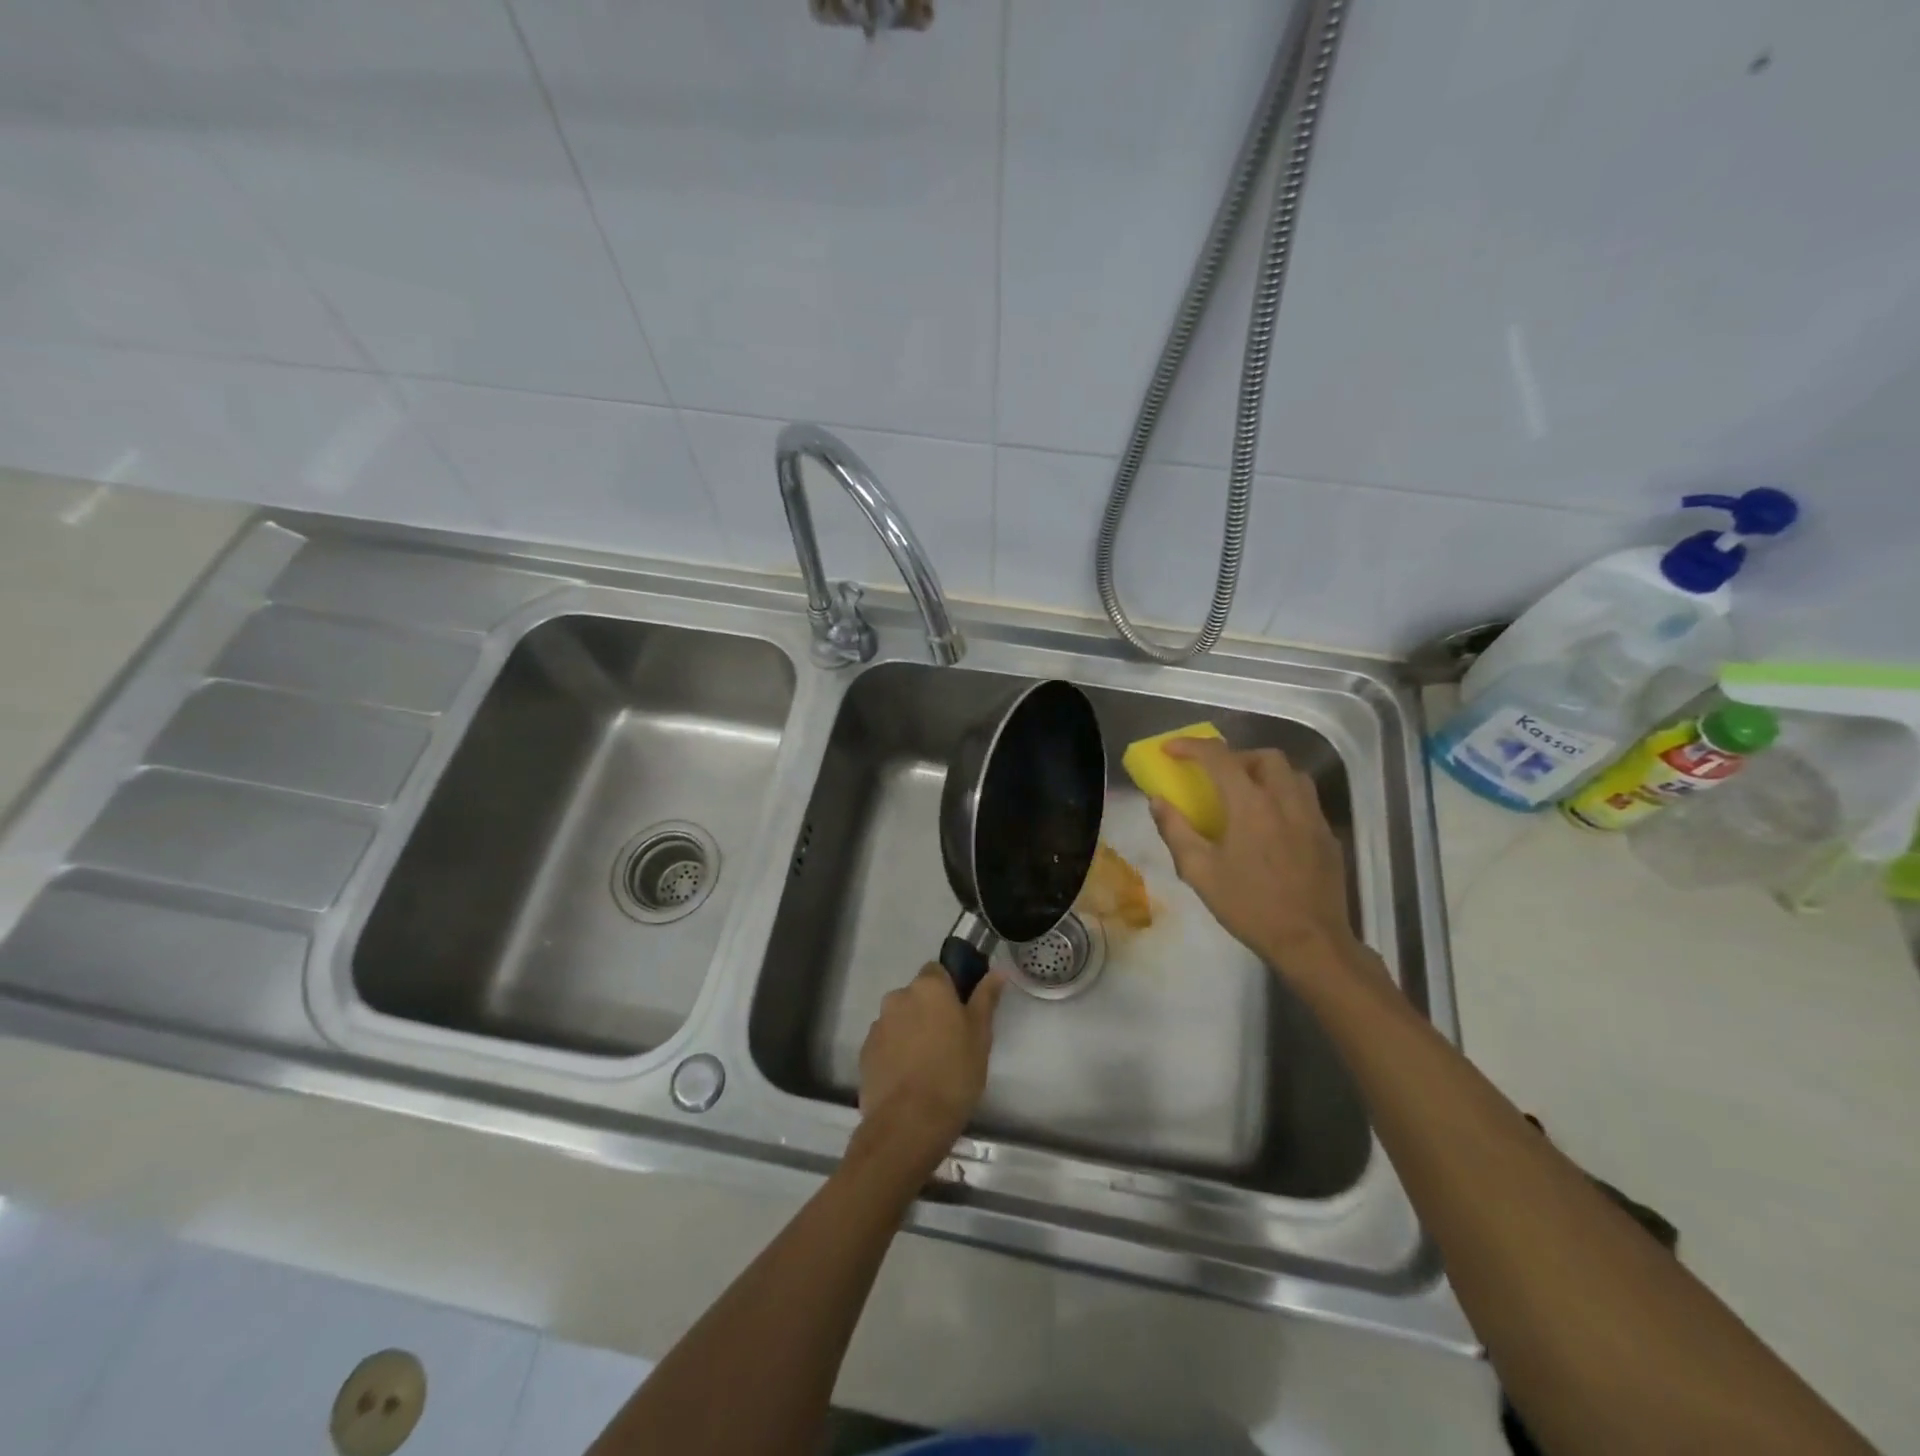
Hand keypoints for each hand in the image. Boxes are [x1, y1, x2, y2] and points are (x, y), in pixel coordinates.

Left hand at [857, 964, 1003, 1170]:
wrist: (909, 1123)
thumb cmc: (954, 1073)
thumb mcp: (980, 1035)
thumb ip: (985, 998)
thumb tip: (997, 971)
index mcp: (928, 987)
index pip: (938, 970)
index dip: (950, 988)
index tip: (962, 1011)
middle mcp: (898, 997)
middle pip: (917, 995)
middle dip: (929, 1011)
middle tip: (949, 1041)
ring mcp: (878, 1025)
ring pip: (900, 1019)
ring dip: (911, 1031)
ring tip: (928, 1064)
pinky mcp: (865, 1052)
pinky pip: (886, 1043)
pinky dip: (896, 1052)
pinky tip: (910, 1078)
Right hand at [1148, 738, 1359, 976]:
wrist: (1310, 941)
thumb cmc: (1248, 906)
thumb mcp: (1199, 871)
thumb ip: (1175, 830)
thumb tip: (1158, 801)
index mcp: (1251, 805)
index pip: (1219, 757)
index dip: (1191, 747)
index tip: (1170, 750)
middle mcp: (1286, 800)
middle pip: (1265, 756)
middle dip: (1236, 756)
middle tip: (1216, 775)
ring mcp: (1313, 817)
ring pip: (1292, 774)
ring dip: (1265, 773)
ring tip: (1246, 794)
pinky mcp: (1328, 836)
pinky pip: (1306, 800)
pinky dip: (1284, 797)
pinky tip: (1272, 825)